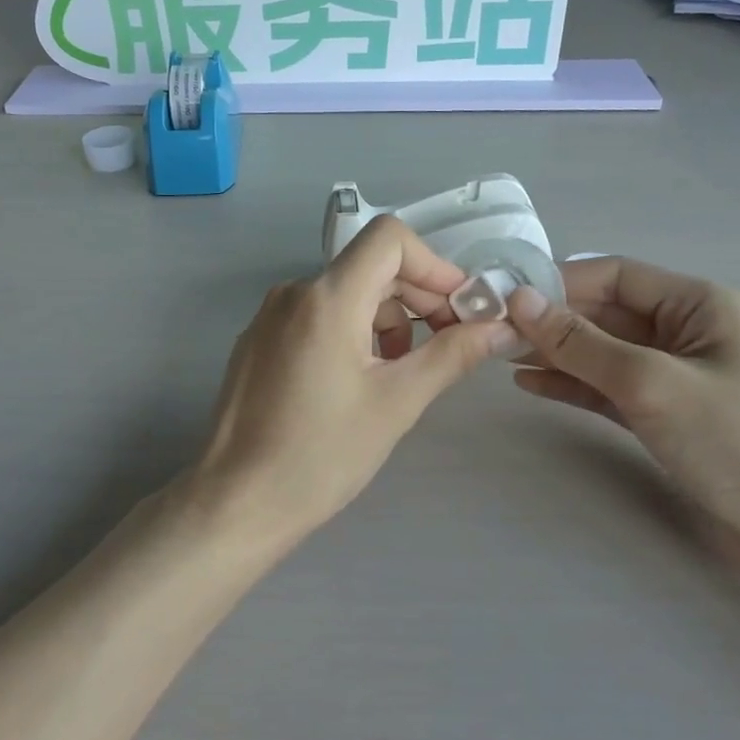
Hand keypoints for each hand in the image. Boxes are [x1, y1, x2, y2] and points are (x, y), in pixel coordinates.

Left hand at [190, 217, 519, 543]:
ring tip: (399, 372)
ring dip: (385, 319)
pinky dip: (350, 330)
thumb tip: (502, 328)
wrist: (237, 501)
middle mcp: (293, 292)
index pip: (389, 238)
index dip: (434, 265)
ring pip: (343, 292)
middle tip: (446, 345)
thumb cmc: (321, 454)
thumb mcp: (396, 402)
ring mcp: (269, 315)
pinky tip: (359, 379)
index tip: (460, 309)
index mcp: (326, 297)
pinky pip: (316, 315)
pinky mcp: (258, 340)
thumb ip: (451, 355)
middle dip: (417, 297)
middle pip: (369, 266)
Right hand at [507, 258, 739, 618]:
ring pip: (603, 353)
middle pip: (607, 313)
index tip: (506, 295)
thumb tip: (519, 300)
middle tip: (494, 330)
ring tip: (501, 355)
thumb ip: (581, 342)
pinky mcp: (665, 416)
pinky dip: (573, 384)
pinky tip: (531, 384)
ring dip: (557, 352)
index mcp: (701, 305)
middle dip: (553, 320)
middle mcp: (688, 333)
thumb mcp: (651, 382)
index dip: (560, 282)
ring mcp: (675, 377)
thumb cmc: (736, 441)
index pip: (617, 276)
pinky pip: (608, 388)